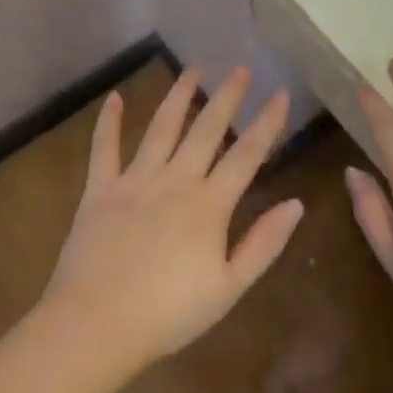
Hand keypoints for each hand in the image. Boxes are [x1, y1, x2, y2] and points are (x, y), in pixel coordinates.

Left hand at [41, 68, 301, 373]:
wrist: (96, 325)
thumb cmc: (168, 314)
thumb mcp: (229, 288)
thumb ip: (264, 244)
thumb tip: (296, 204)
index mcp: (209, 204)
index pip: (247, 154)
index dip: (267, 122)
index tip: (281, 93)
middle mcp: (175, 180)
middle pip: (206, 129)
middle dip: (226, 96)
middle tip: (240, 67)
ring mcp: (135, 180)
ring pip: (161, 128)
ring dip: (179, 96)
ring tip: (193, 69)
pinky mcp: (100, 190)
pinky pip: (104, 148)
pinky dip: (108, 122)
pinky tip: (114, 97)